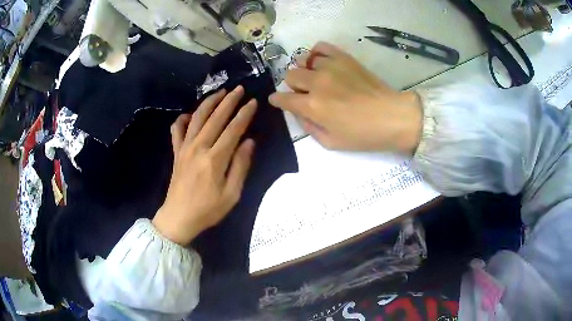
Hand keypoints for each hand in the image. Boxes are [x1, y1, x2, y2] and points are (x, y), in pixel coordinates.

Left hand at [152, 86, 255, 244]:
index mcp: (215, 159)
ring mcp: (184, 148)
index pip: (233, 129)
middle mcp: (199, 147)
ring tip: (220, 92)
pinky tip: (189, 114)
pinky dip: (183, 119)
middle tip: (240, 89)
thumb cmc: (208, 210)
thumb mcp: (232, 194)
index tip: (253, 102)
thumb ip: (240, 166)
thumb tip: (249, 142)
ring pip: (197, 118)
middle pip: (215, 117)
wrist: (179, 218)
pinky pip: (177, 130)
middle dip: (229, 101)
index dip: (244, 114)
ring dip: (209, 102)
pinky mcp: (176, 152)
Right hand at [269, 42, 422, 153]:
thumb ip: (309, 127)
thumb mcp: (331, 143)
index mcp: (312, 106)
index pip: (283, 98)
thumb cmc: (363, 135)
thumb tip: (299, 113)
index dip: (277, 100)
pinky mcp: (344, 58)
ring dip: (305, 70)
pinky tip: (321, 62)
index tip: (278, 101)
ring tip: (316, 77)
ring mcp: (330, 66)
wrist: (392, 116)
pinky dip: (316, 53)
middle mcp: (317, 82)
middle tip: (305, 93)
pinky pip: (321, 47)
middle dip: (293, 85)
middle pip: (290, 75)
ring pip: (303, 60)